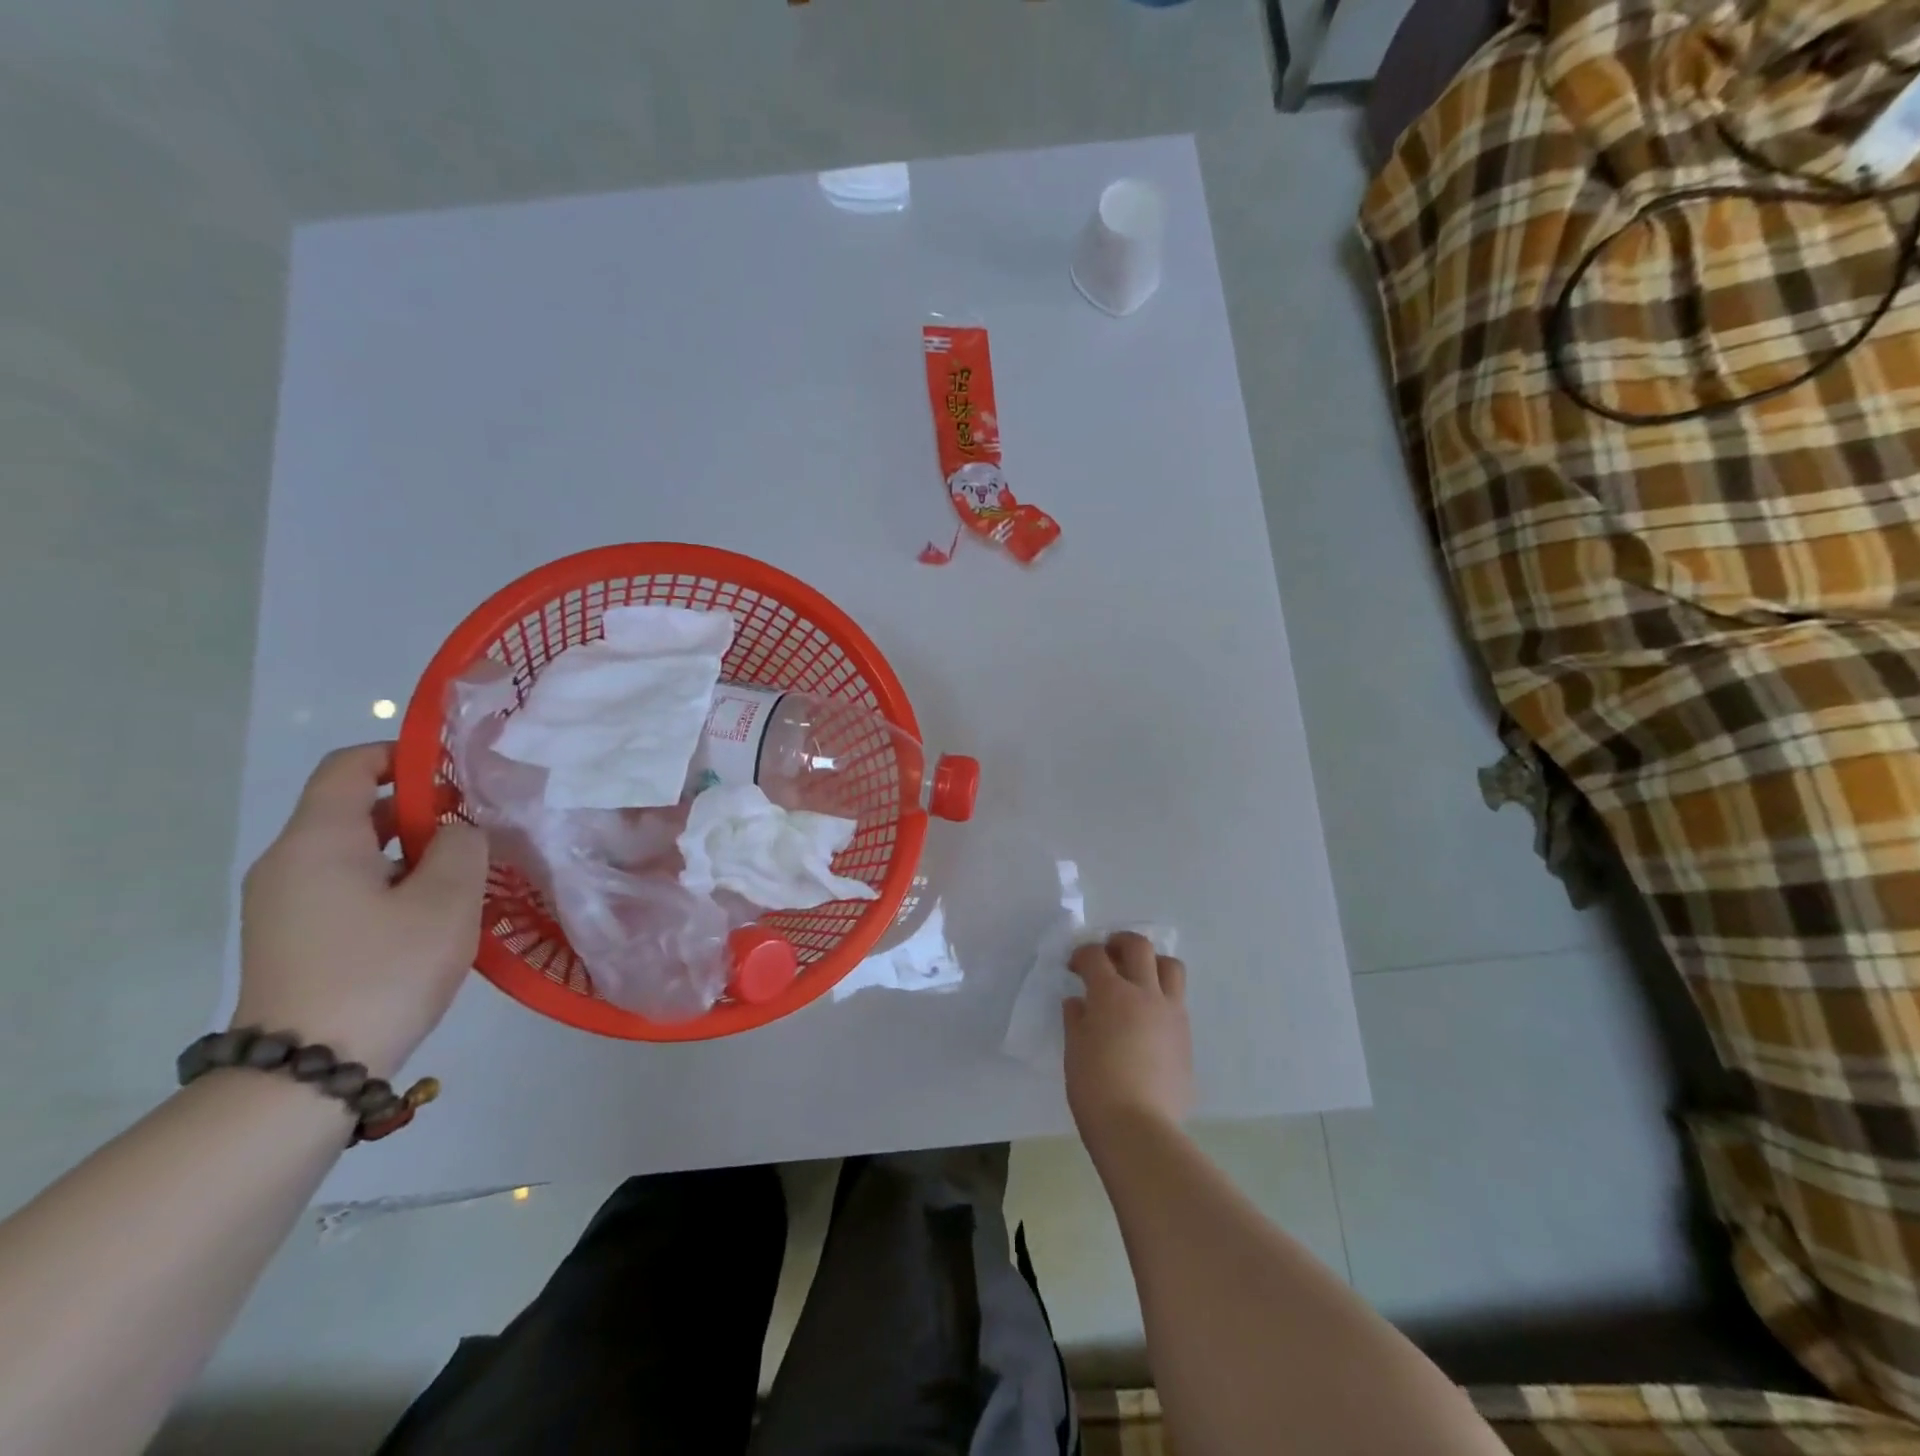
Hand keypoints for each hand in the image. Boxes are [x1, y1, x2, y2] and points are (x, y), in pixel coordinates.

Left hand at [236, 744, 487, 1080]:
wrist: (306, 1072)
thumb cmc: (384, 970)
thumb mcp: (447, 900)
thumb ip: (463, 846)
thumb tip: (457, 830)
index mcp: (318, 840)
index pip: (350, 765)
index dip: (403, 755)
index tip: (456, 773)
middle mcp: (288, 862)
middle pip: (355, 809)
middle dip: (420, 810)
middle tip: (477, 833)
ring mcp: (284, 903)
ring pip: (355, 852)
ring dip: (410, 852)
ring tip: (464, 879)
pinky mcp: (291, 937)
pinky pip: (345, 886)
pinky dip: (389, 883)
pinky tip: (430, 917)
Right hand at [1063, 932, 1193, 1148]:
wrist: (1139, 1129)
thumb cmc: (1095, 1087)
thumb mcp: (1075, 1050)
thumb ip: (1077, 1019)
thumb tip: (1080, 1003)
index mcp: (1112, 993)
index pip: (1095, 956)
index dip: (1082, 954)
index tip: (1074, 966)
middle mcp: (1146, 994)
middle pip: (1139, 947)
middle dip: (1120, 942)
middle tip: (1108, 955)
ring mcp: (1171, 1014)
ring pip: (1171, 967)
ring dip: (1152, 963)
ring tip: (1137, 978)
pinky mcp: (1186, 1038)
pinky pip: (1177, 1002)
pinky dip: (1162, 998)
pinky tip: (1147, 1020)